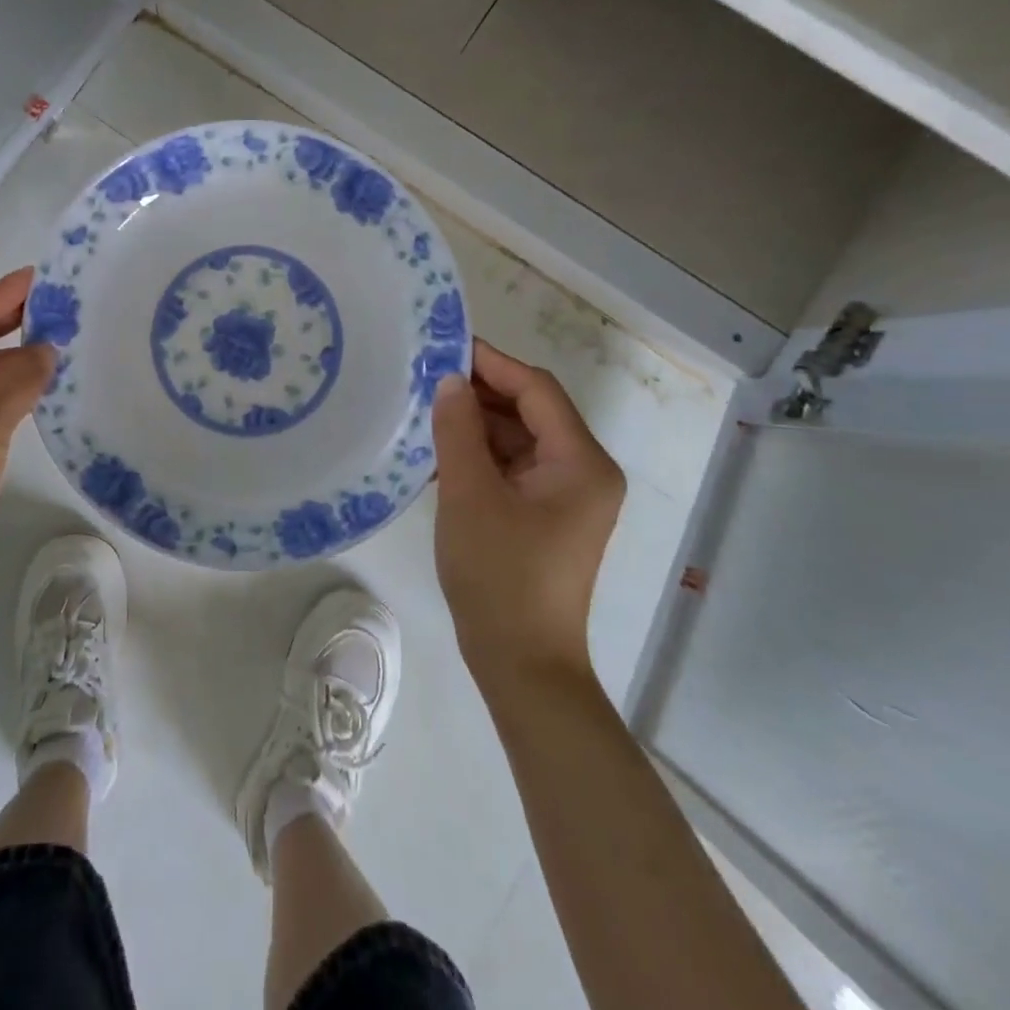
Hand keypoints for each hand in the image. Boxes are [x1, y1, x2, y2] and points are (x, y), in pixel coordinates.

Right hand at [432, 339, 625, 686]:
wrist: (521, 663)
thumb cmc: (499, 574)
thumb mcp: (469, 494)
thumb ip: (458, 429)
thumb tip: (450, 380)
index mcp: (581, 461)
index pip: (537, 390)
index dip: (492, 363)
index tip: (446, 346)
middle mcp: (583, 471)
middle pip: (531, 412)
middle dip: (481, 393)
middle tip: (426, 377)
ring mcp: (566, 496)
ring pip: (519, 439)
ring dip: (476, 424)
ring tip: (425, 409)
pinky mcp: (546, 515)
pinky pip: (513, 468)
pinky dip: (480, 455)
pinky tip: (440, 450)